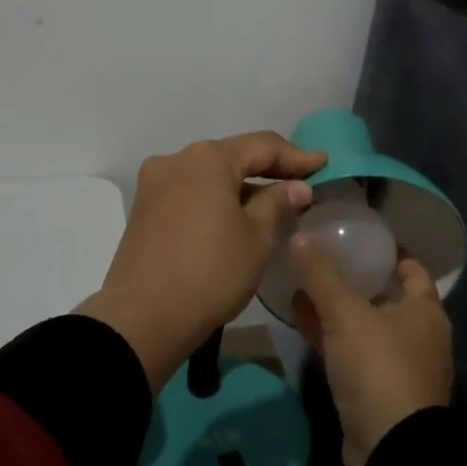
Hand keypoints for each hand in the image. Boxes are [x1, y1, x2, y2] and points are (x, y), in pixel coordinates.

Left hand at [78, 132, 325, 389]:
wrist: (143, 319)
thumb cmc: (210, 273)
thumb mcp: (256, 239)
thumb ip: (278, 204)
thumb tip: (297, 188)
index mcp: (208, 159)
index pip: (262, 146)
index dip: (296, 156)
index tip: (323, 163)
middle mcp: (177, 159)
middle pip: (232, 156)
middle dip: (268, 170)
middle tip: (301, 183)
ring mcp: (155, 183)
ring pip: (209, 175)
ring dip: (240, 186)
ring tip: (272, 203)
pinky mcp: (144, 208)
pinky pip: (190, 191)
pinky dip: (216, 198)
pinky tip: (235, 216)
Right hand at [289, 236, 453, 465]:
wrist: (391, 450)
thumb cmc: (379, 368)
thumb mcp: (346, 314)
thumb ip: (322, 275)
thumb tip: (300, 234)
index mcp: (425, 311)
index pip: (411, 268)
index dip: (389, 251)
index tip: (360, 236)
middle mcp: (419, 336)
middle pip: (386, 297)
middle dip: (355, 279)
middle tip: (322, 258)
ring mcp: (399, 367)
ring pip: (366, 327)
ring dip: (338, 310)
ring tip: (303, 286)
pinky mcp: (378, 392)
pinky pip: (353, 353)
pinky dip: (332, 337)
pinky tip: (301, 322)